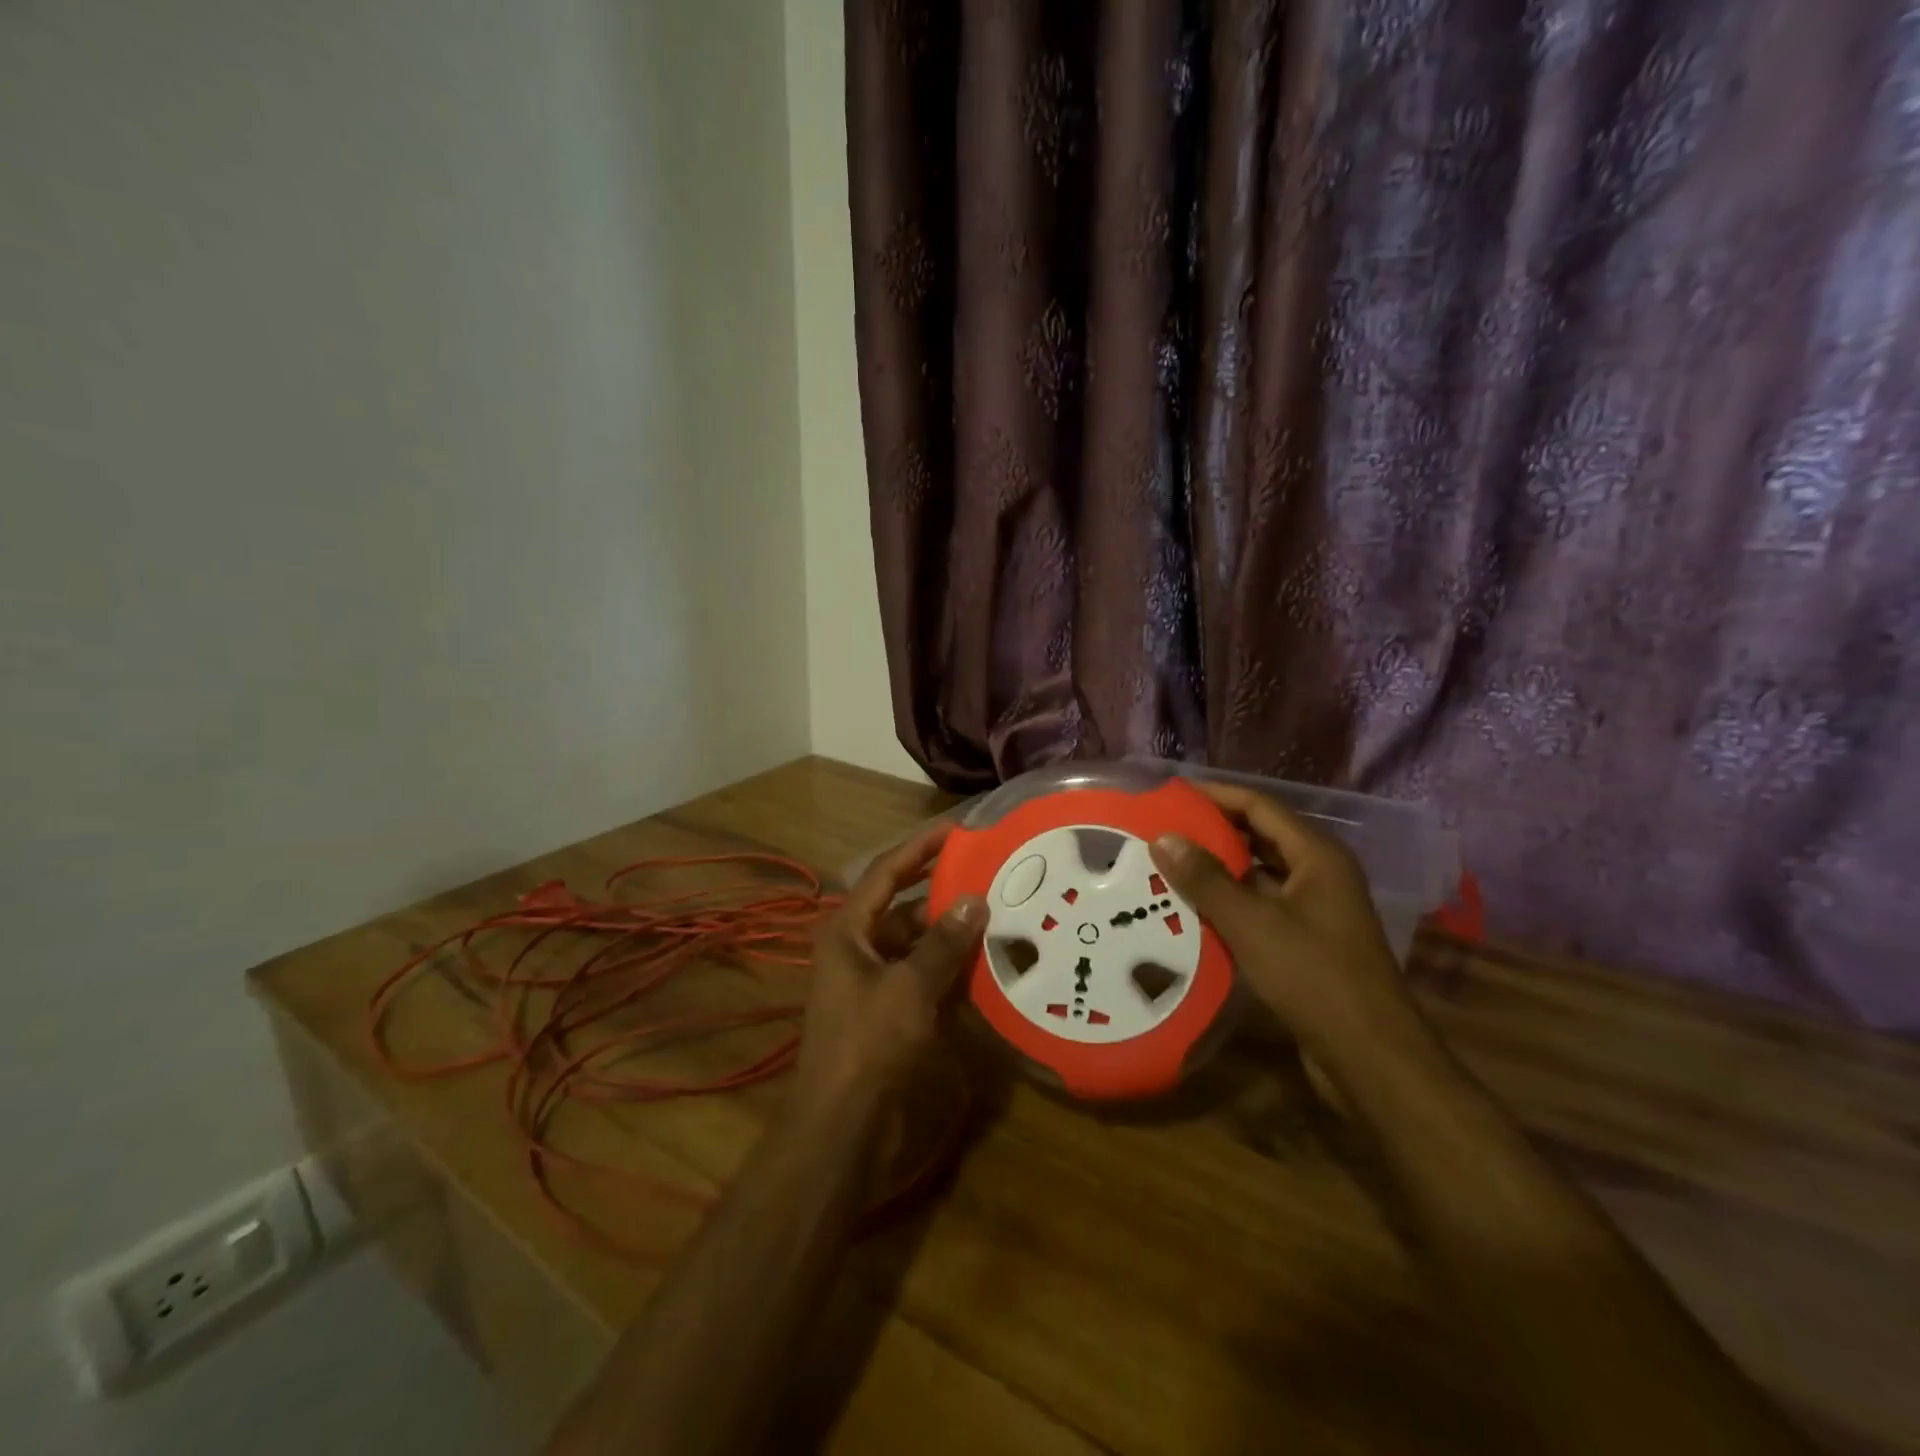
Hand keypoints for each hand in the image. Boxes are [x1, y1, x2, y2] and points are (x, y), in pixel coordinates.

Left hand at [792, 822, 986, 1118]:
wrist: (840, 1130)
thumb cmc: (867, 1047)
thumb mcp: (908, 989)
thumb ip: (943, 944)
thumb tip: (974, 899)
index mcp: (848, 932)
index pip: (886, 873)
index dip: (919, 848)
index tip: (957, 829)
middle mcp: (859, 950)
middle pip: (905, 909)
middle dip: (944, 894)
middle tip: (991, 876)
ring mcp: (874, 983)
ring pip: (918, 946)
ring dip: (952, 935)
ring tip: (999, 916)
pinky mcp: (890, 1014)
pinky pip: (924, 978)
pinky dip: (951, 971)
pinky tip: (987, 966)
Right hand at [1148, 782, 1409, 1055]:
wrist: (1369, 1058)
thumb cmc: (1314, 978)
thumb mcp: (1252, 924)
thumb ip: (1206, 879)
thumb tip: (1163, 837)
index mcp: (1317, 856)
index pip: (1259, 806)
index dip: (1215, 796)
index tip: (1169, 795)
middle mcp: (1319, 874)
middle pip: (1259, 837)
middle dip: (1211, 832)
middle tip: (1160, 831)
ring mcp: (1314, 909)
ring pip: (1257, 875)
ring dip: (1216, 870)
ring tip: (1165, 867)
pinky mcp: (1305, 941)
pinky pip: (1260, 907)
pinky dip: (1228, 903)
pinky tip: (1190, 911)